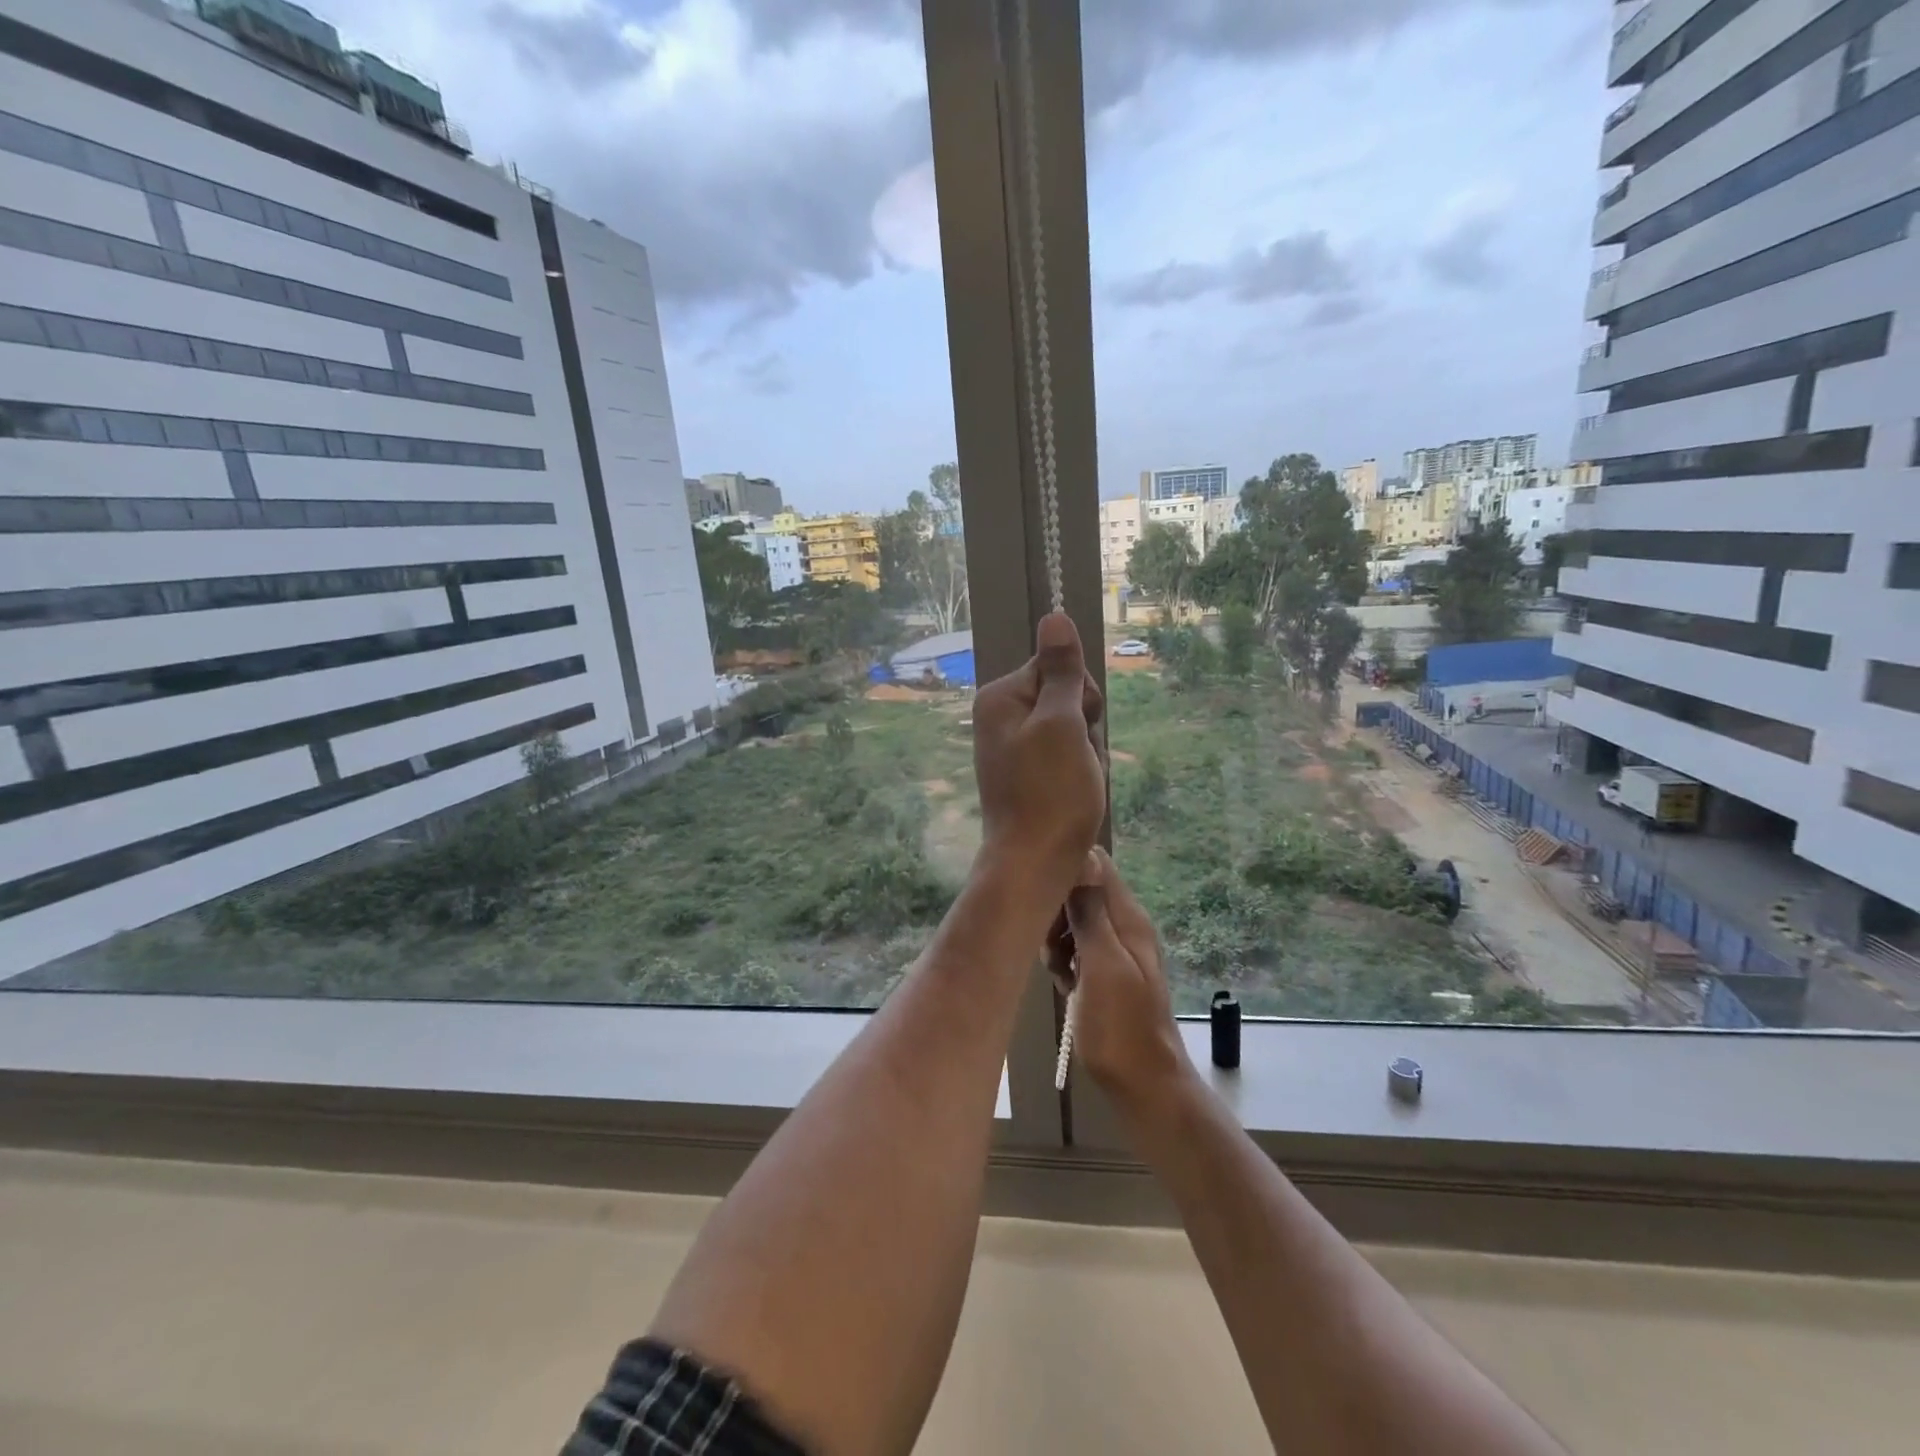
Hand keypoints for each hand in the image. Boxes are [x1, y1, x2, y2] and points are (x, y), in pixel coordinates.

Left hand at [972, 612, 1106, 901]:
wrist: (1035, 863)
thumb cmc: (1051, 793)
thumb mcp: (1062, 724)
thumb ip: (1061, 671)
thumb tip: (1054, 616)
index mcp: (1000, 698)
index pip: (1057, 667)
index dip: (1081, 696)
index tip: (1079, 727)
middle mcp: (1000, 717)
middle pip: (1065, 698)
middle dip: (1085, 727)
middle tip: (1078, 761)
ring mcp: (1013, 747)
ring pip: (1071, 730)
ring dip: (1086, 753)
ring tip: (1078, 783)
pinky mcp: (1026, 773)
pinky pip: (1064, 757)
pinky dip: (1078, 772)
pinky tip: (1076, 795)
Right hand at [1050, 848, 1192, 1114]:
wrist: (1144, 1085)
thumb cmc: (1120, 1026)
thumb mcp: (1102, 964)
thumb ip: (1092, 912)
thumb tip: (1084, 856)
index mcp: (1128, 917)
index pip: (1096, 863)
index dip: (1066, 872)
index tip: (1042, 899)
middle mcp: (1125, 925)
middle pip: (1081, 892)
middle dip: (1057, 912)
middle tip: (1050, 948)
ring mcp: (1118, 950)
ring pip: (1075, 922)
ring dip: (1058, 941)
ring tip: (1059, 972)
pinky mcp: (1107, 973)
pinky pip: (1078, 950)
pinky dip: (1066, 962)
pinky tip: (1065, 985)